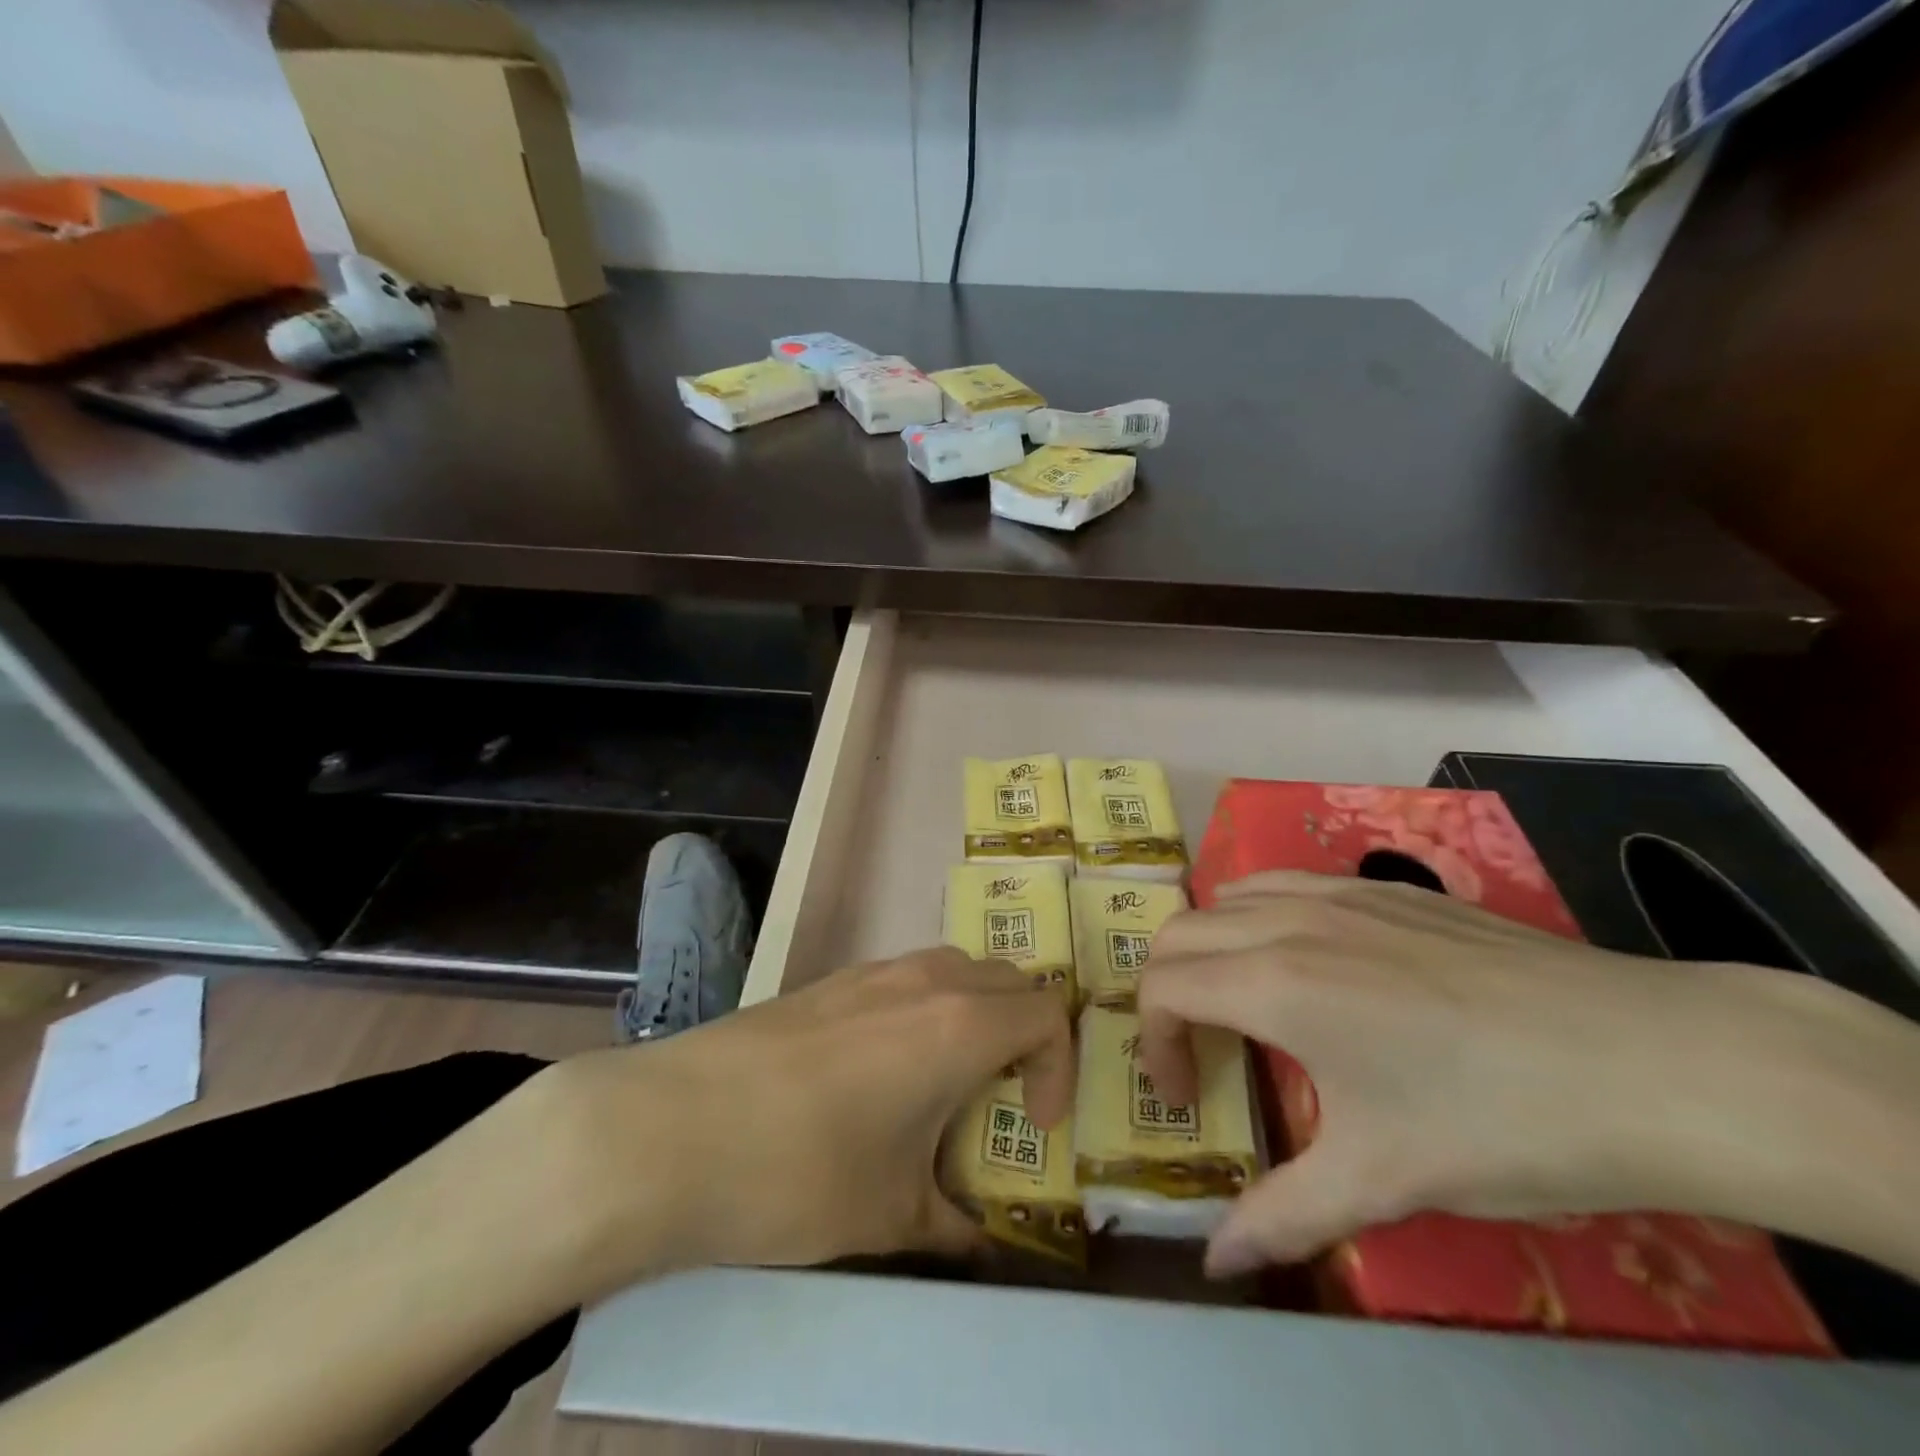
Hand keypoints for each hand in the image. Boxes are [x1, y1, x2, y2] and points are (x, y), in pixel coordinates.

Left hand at [545, 947, 1071, 1291]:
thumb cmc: (799, 1171)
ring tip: (946, 1082)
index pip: (1049, 1014)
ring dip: (976, 1014)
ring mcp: (873, 971)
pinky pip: (907, 977)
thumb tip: (979, 1239)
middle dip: (1025, 1033)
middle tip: (1003, 1096)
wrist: (670, 1128)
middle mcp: (925, 980)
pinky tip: (881, 1070)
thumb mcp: (889, 1215)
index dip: (1060, 1068)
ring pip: (956, 969)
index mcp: (959, 1025)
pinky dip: (926, 1009)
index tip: (1033, 1125)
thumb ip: (952, 1224)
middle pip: (1010, 979)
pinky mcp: (830, 979)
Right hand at [1137, 871, 1919, 1280]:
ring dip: (1212, 945)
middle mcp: (1289, 922)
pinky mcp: (1387, 886)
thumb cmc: (1502, 1122)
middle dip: (1167, 991)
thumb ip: (1283, 1216)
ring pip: (1230, 896)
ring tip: (1246, 1001)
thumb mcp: (1383, 1180)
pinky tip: (1313, 962)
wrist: (1653, 1061)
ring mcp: (1340, 894)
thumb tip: (1217, 1262)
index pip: (1161, 986)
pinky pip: (1289, 884)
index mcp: (1273, 984)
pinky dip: (1263, 915)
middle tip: (1204, 1052)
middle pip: (1179, 932)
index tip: (1188, 1097)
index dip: (1153, 1043)